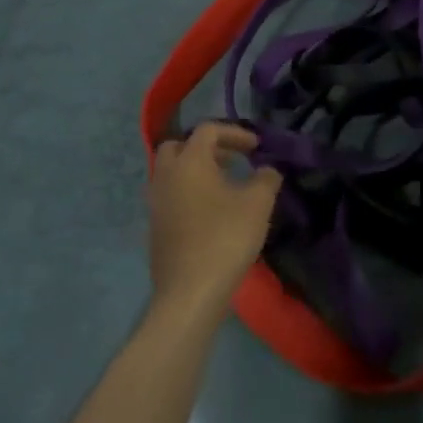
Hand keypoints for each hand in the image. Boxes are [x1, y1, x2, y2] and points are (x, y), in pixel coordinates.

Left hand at [148, 122, 281, 317]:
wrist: (190, 291)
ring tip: (224, 186)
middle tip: (230, 160)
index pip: (208, 130)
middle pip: (179, 146)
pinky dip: (188, 193)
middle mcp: (165, 175)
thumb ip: (266, 179)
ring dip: (196, 171)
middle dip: (206, 148)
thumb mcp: (258, 204)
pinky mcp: (154, 227)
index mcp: (189, 161)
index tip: (256, 147)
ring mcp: (155, 202)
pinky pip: (170, 196)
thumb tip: (267, 170)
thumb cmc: (225, 238)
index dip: (234, 132)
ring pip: (172, 173)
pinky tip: (211, 213)